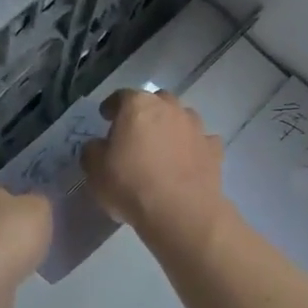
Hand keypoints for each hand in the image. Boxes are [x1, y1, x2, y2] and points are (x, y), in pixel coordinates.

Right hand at [82, 90, 226, 248]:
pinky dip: (193, 147)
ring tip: (163, 147)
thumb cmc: (131, 185)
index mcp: (138, 106)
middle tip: (135, 133)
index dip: (112, 106)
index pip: (121, 96)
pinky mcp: (214, 149)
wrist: (181, 212)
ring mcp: (195, 127)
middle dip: (145, 113)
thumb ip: (93, 151)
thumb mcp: (95, 171)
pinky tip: (187, 162)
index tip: (105, 117)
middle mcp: (169, 108)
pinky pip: (201, 141)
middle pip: (156, 101)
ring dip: (171, 127)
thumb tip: (98, 146)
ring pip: (181, 118)